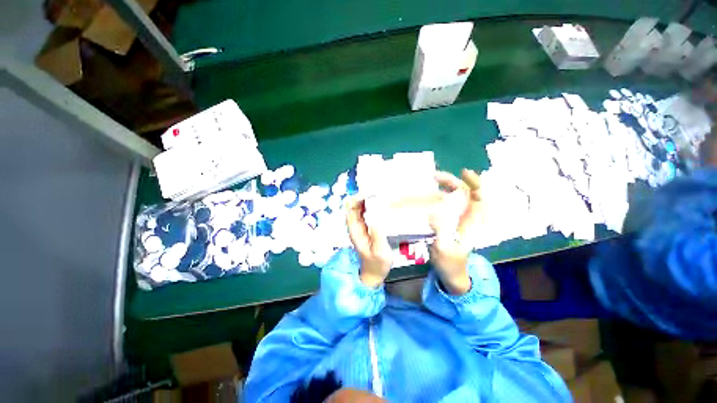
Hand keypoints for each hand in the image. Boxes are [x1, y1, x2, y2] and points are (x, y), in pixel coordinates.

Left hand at [346, 197, 392, 287]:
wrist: (374, 274)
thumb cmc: (376, 264)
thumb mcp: (379, 250)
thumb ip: (377, 234)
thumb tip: (376, 216)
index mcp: (355, 230)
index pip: (350, 210)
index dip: (356, 200)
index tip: (368, 194)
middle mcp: (355, 226)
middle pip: (354, 207)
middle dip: (362, 198)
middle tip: (376, 191)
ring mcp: (361, 227)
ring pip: (360, 209)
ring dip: (367, 201)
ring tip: (379, 194)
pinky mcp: (366, 228)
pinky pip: (366, 214)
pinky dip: (371, 207)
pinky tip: (380, 204)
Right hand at [429, 169, 482, 294]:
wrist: (451, 273)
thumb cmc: (450, 263)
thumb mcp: (444, 249)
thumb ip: (441, 231)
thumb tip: (434, 212)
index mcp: (473, 222)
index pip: (479, 197)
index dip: (475, 183)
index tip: (463, 173)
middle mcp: (468, 217)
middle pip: (466, 192)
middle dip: (453, 181)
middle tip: (435, 177)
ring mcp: (459, 218)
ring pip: (456, 196)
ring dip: (445, 186)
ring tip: (431, 180)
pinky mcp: (450, 221)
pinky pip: (447, 203)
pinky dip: (439, 195)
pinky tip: (428, 194)